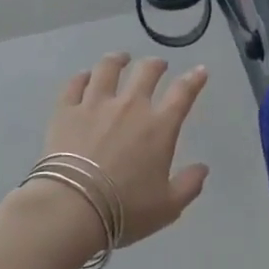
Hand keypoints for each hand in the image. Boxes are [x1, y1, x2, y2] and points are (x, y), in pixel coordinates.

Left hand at [27, 53, 210, 249]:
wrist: (73, 207)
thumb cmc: (125, 209)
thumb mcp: (168, 207)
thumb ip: (189, 185)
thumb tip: (203, 168)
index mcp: (159, 126)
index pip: (183, 93)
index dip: (194, 79)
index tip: (200, 71)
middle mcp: (130, 106)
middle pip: (146, 72)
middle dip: (156, 65)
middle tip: (158, 65)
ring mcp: (95, 104)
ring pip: (108, 69)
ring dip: (117, 60)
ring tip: (120, 58)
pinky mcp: (66, 110)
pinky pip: (74, 84)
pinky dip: (82, 77)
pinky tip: (85, 76)